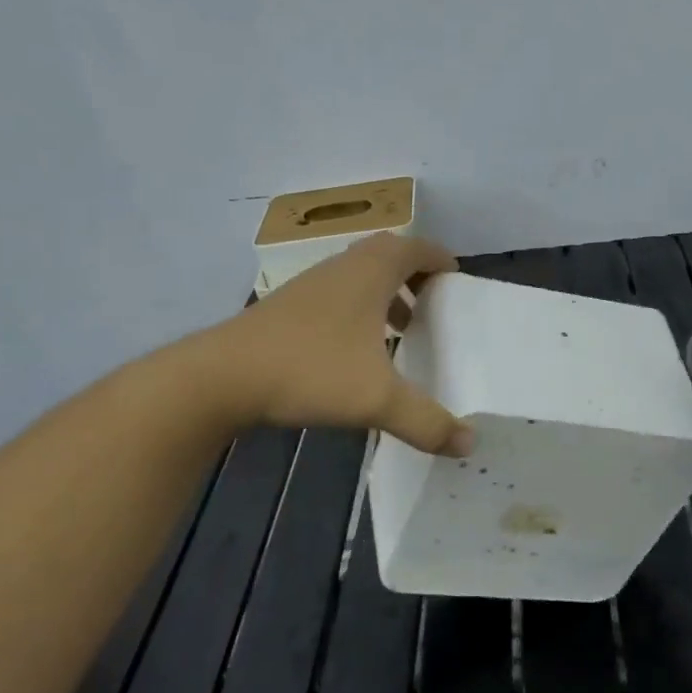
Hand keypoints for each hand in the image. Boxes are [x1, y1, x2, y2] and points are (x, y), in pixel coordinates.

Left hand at [209, 233, 473, 455]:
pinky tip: (356, 352)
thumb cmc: (309, 370)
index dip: (440, 259)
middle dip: (414, 275)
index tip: (457, 281)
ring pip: (358, 276)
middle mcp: (341, 268)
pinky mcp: (287, 307)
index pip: (416, 248)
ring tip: (401, 329)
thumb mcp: (376, 400)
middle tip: (433, 304)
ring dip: (385, 294)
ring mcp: (310, 285)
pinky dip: (358, 310)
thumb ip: (426, 421)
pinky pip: (336, 295)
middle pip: (387, 255)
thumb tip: (468, 444)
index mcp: (370, 272)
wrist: (224, 376)